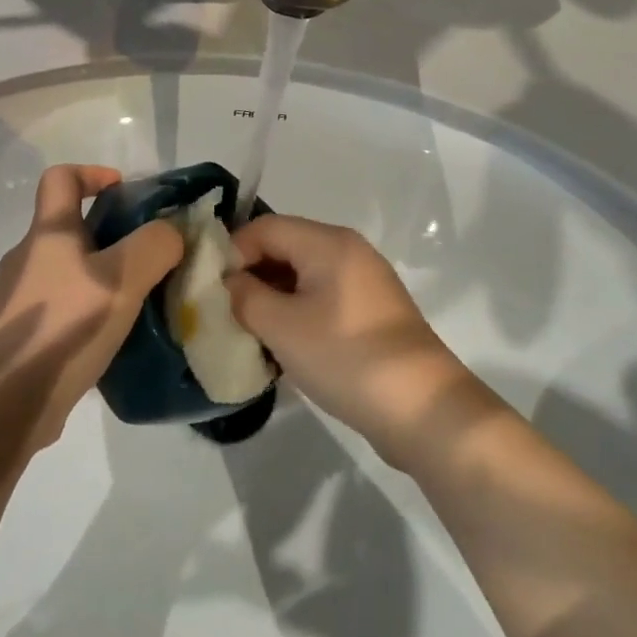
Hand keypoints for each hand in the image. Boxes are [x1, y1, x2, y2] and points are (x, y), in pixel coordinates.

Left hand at [0, 164, 183, 458]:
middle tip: (146, 257)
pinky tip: (111, 339)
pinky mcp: (20, 335)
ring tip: (135, 302)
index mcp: (47, 233)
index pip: (60, 178)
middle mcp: (26, 258)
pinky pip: (60, 307)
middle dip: (109, 234)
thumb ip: (155, 246)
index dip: (92, 173)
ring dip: (99, 277)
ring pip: (65, 270)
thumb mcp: (122, 279)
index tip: (124, 192)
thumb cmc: (64, 326)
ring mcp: (18, 298)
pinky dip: (86, 311)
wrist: (6, 403)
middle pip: (67, 227)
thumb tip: (172, 232)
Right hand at [225, 215, 472, 466]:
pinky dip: (297, 313)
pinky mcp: (371, 312)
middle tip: (226, 313)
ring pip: (301, 275)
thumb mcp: (282, 327)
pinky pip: (321, 298)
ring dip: (272, 299)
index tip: (213, 291)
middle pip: (284, 247)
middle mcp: (347, 251)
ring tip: (250, 333)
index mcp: (328, 242)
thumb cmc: (346, 358)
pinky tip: (284, 347)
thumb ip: (245, 297)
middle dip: (251, 276)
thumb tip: (229, 283)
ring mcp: (363, 281)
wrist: (424, 410)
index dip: (232, 253)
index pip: (264, 227)